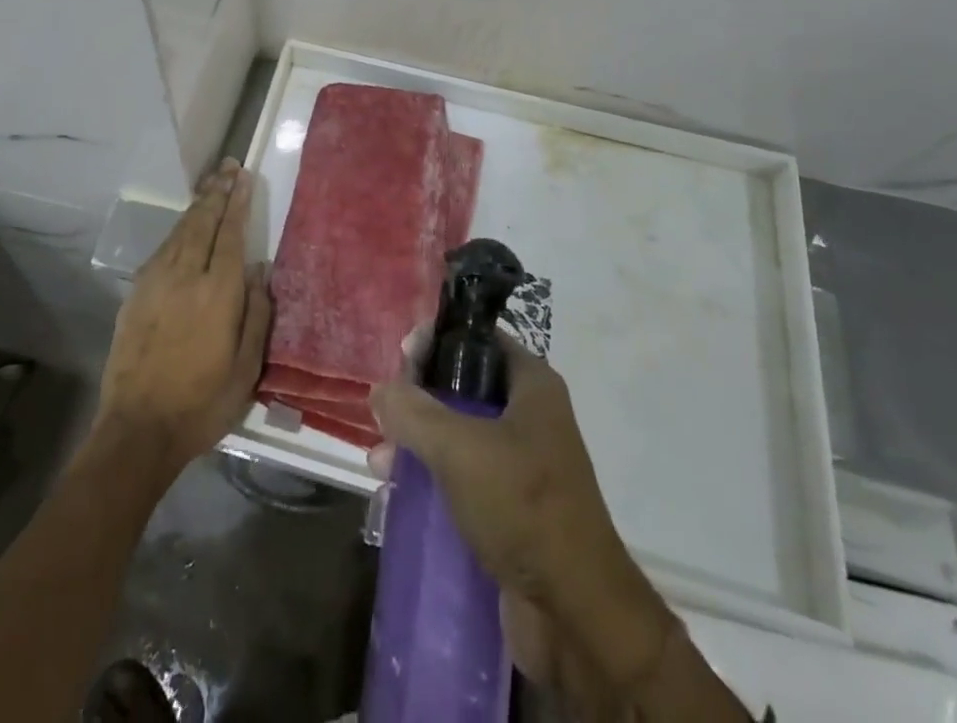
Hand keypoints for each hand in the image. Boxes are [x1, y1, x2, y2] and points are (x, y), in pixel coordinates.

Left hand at [96, 160, 270, 474]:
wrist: (138, 428)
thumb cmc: (202, 403)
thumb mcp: (246, 369)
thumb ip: (256, 313)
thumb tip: (259, 270)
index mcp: (218, 293)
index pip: (230, 234)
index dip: (238, 203)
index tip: (244, 177)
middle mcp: (186, 276)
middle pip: (203, 223)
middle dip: (217, 192)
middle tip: (228, 167)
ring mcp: (156, 282)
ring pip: (180, 231)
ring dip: (197, 205)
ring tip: (211, 185)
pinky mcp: (137, 293)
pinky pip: (162, 249)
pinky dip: (177, 230)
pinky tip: (184, 227)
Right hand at [370, 335, 674, 693]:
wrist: (577, 616)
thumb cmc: (524, 507)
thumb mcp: (459, 448)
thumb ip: (413, 411)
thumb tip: (380, 390)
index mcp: (531, 386)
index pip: (477, 339)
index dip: (437, 340)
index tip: (399, 356)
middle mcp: (529, 416)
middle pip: (462, 387)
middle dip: (418, 398)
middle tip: (384, 412)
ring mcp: (521, 464)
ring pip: (457, 434)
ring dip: (417, 442)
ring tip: (381, 461)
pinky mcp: (510, 508)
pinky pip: (462, 477)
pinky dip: (431, 478)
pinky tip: (398, 490)